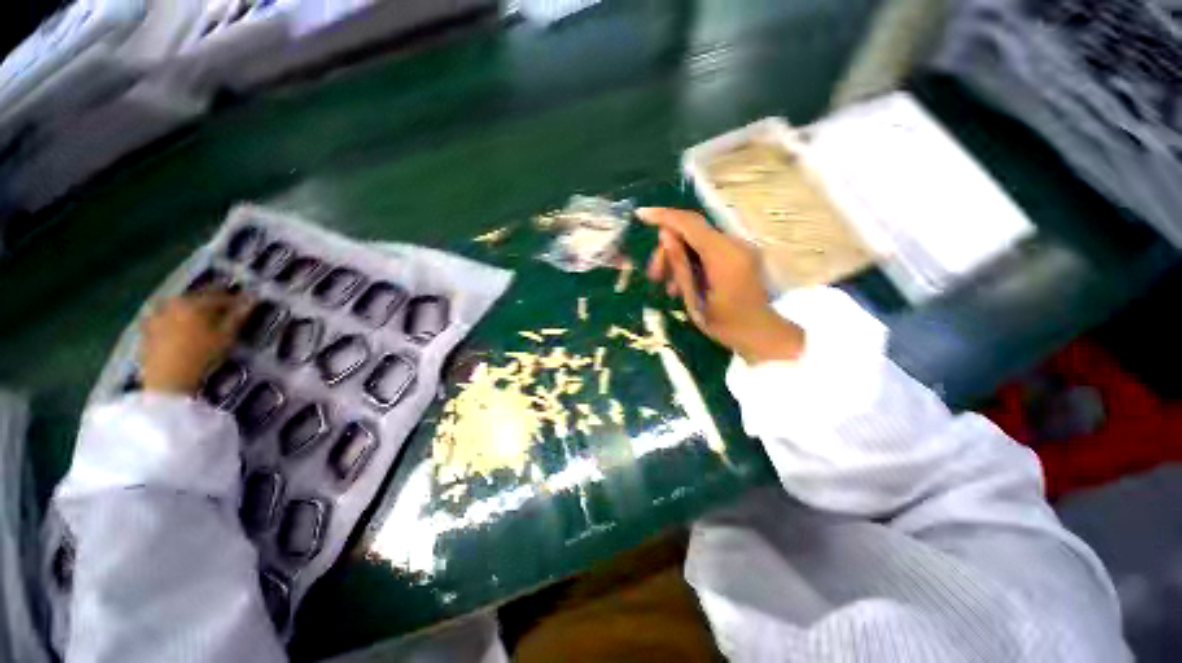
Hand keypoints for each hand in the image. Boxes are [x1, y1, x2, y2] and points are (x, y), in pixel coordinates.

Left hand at [141, 290, 251, 394]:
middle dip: (212, 302)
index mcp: (194, 302)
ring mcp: (157, 315)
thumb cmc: (202, 356)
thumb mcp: (227, 336)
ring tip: (204, 320)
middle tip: (225, 311)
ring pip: (180, 307)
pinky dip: (177, 320)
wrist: (167, 380)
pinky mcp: (147, 329)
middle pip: (197, 298)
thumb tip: (253, 298)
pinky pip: (166, 318)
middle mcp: (173, 303)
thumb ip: (239, 315)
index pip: (220, 295)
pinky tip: (183, 329)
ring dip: (193, 310)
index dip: (236, 299)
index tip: (247, 304)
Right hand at [638, 208, 803, 363]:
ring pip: (698, 240)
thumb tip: (665, 235)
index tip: (640, 214)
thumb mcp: (694, 300)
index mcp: (724, 256)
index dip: (664, 216)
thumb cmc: (726, 325)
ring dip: (678, 257)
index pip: (690, 223)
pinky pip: (708, 248)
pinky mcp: (739, 254)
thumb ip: (680, 266)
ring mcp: (739, 248)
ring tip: (668, 286)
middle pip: (692, 232)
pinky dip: (691, 260)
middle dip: (668, 249)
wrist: (761, 334)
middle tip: (653, 274)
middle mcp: (735, 244)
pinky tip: (682, 283)